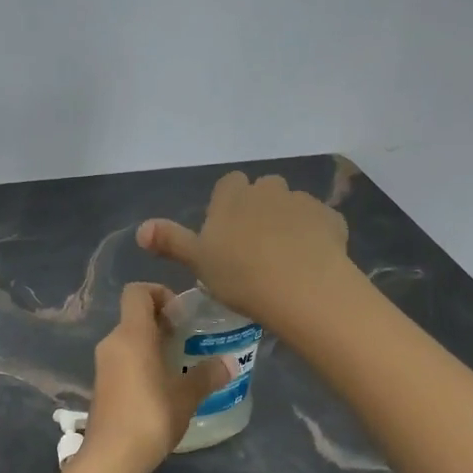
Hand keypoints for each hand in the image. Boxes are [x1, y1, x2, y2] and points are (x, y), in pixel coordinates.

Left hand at [79, 283, 228, 472]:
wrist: (112, 456)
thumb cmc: (151, 415)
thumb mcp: (186, 395)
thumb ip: (207, 375)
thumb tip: (229, 363)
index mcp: (131, 334)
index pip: (137, 292)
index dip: (159, 293)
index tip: (181, 314)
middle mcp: (112, 341)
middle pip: (134, 316)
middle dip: (162, 322)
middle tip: (187, 340)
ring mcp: (103, 364)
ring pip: (129, 339)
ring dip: (152, 344)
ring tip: (180, 364)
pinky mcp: (101, 384)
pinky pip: (123, 359)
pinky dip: (141, 361)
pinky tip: (162, 385)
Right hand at [137, 172, 350, 326]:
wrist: (303, 289)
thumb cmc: (240, 275)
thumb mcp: (197, 262)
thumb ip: (170, 242)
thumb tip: (140, 229)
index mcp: (232, 196)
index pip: (229, 184)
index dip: (227, 205)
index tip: (226, 234)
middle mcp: (268, 189)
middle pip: (262, 190)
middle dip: (259, 210)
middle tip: (254, 248)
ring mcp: (303, 202)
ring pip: (292, 206)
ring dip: (287, 223)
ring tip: (285, 259)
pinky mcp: (332, 219)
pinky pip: (319, 223)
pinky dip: (315, 236)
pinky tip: (311, 263)